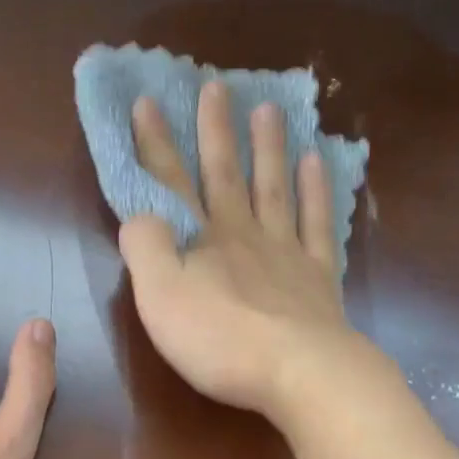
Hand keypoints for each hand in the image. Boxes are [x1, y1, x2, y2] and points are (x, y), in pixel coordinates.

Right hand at [118, 80, 361, 422]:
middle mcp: (243, 234)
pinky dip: (316, 190)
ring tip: (268, 110)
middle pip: (225, 175)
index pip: (170, 183)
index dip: (155, 144)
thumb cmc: (220, 340)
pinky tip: (317, 162)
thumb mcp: (160, 298)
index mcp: (201, 240)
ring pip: (274, 188)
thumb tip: (140, 212)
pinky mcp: (319, 276)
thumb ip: (144, 248)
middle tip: (216, 87)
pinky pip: (318, 222)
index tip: (147, 101)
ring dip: (267, 148)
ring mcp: (286, 251)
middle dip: (215, 131)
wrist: (300, 372)